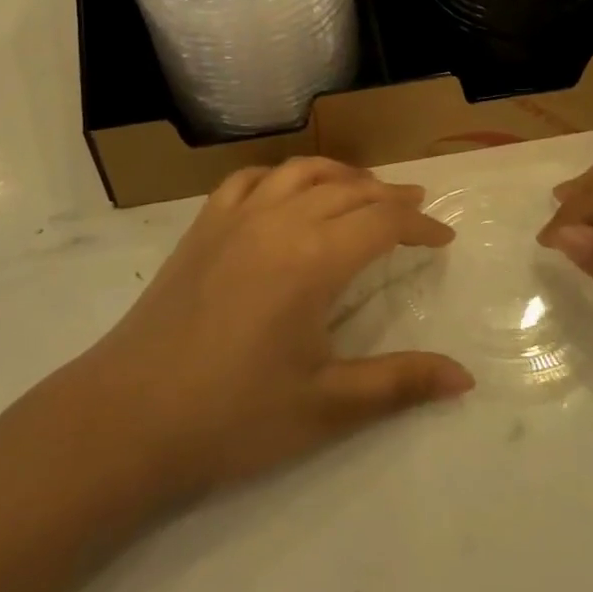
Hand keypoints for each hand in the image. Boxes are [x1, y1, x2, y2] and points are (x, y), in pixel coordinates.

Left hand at [80, 158, 471, 500]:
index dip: (419, 226)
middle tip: (415, 208)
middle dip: (388, 196)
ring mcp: (234, 218)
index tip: (444, 238)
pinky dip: (280, 175)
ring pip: (299, 172)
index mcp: (313, 259)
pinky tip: (286, 192)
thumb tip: (465, 378)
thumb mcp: (326, 407)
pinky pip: (248, 179)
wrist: (127, 419)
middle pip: (347, 190)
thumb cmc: (232, 418)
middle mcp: (278, 221)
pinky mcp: (202, 227)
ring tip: (363, 189)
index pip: (382, 223)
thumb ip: (399, 384)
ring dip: (340, 174)